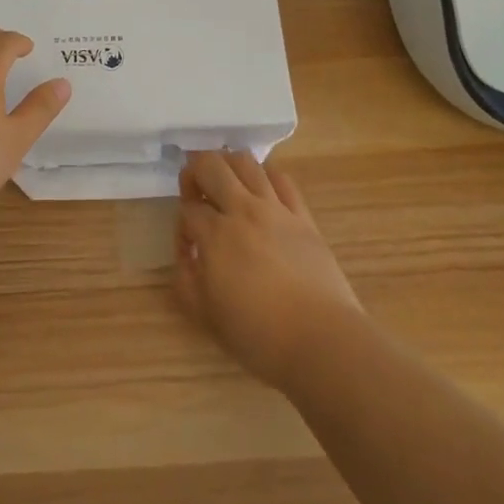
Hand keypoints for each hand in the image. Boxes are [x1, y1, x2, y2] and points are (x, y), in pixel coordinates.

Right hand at [175, 150, 361, 390]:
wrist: (322, 340)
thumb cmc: (259, 335)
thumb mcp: (206, 316)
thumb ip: (186, 279)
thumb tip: (188, 253)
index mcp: (215, 235)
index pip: (188, 209)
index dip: (182, 225)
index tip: (190, 249)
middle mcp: (242, 210)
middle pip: (210, 166)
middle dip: (194, 172)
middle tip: (196, 193)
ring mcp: (275, 209)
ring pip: (246, 162)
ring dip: (227, 164)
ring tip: (225, 182)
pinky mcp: (302, 215)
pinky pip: (281, 179)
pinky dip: (265, 175)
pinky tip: (261, 190)